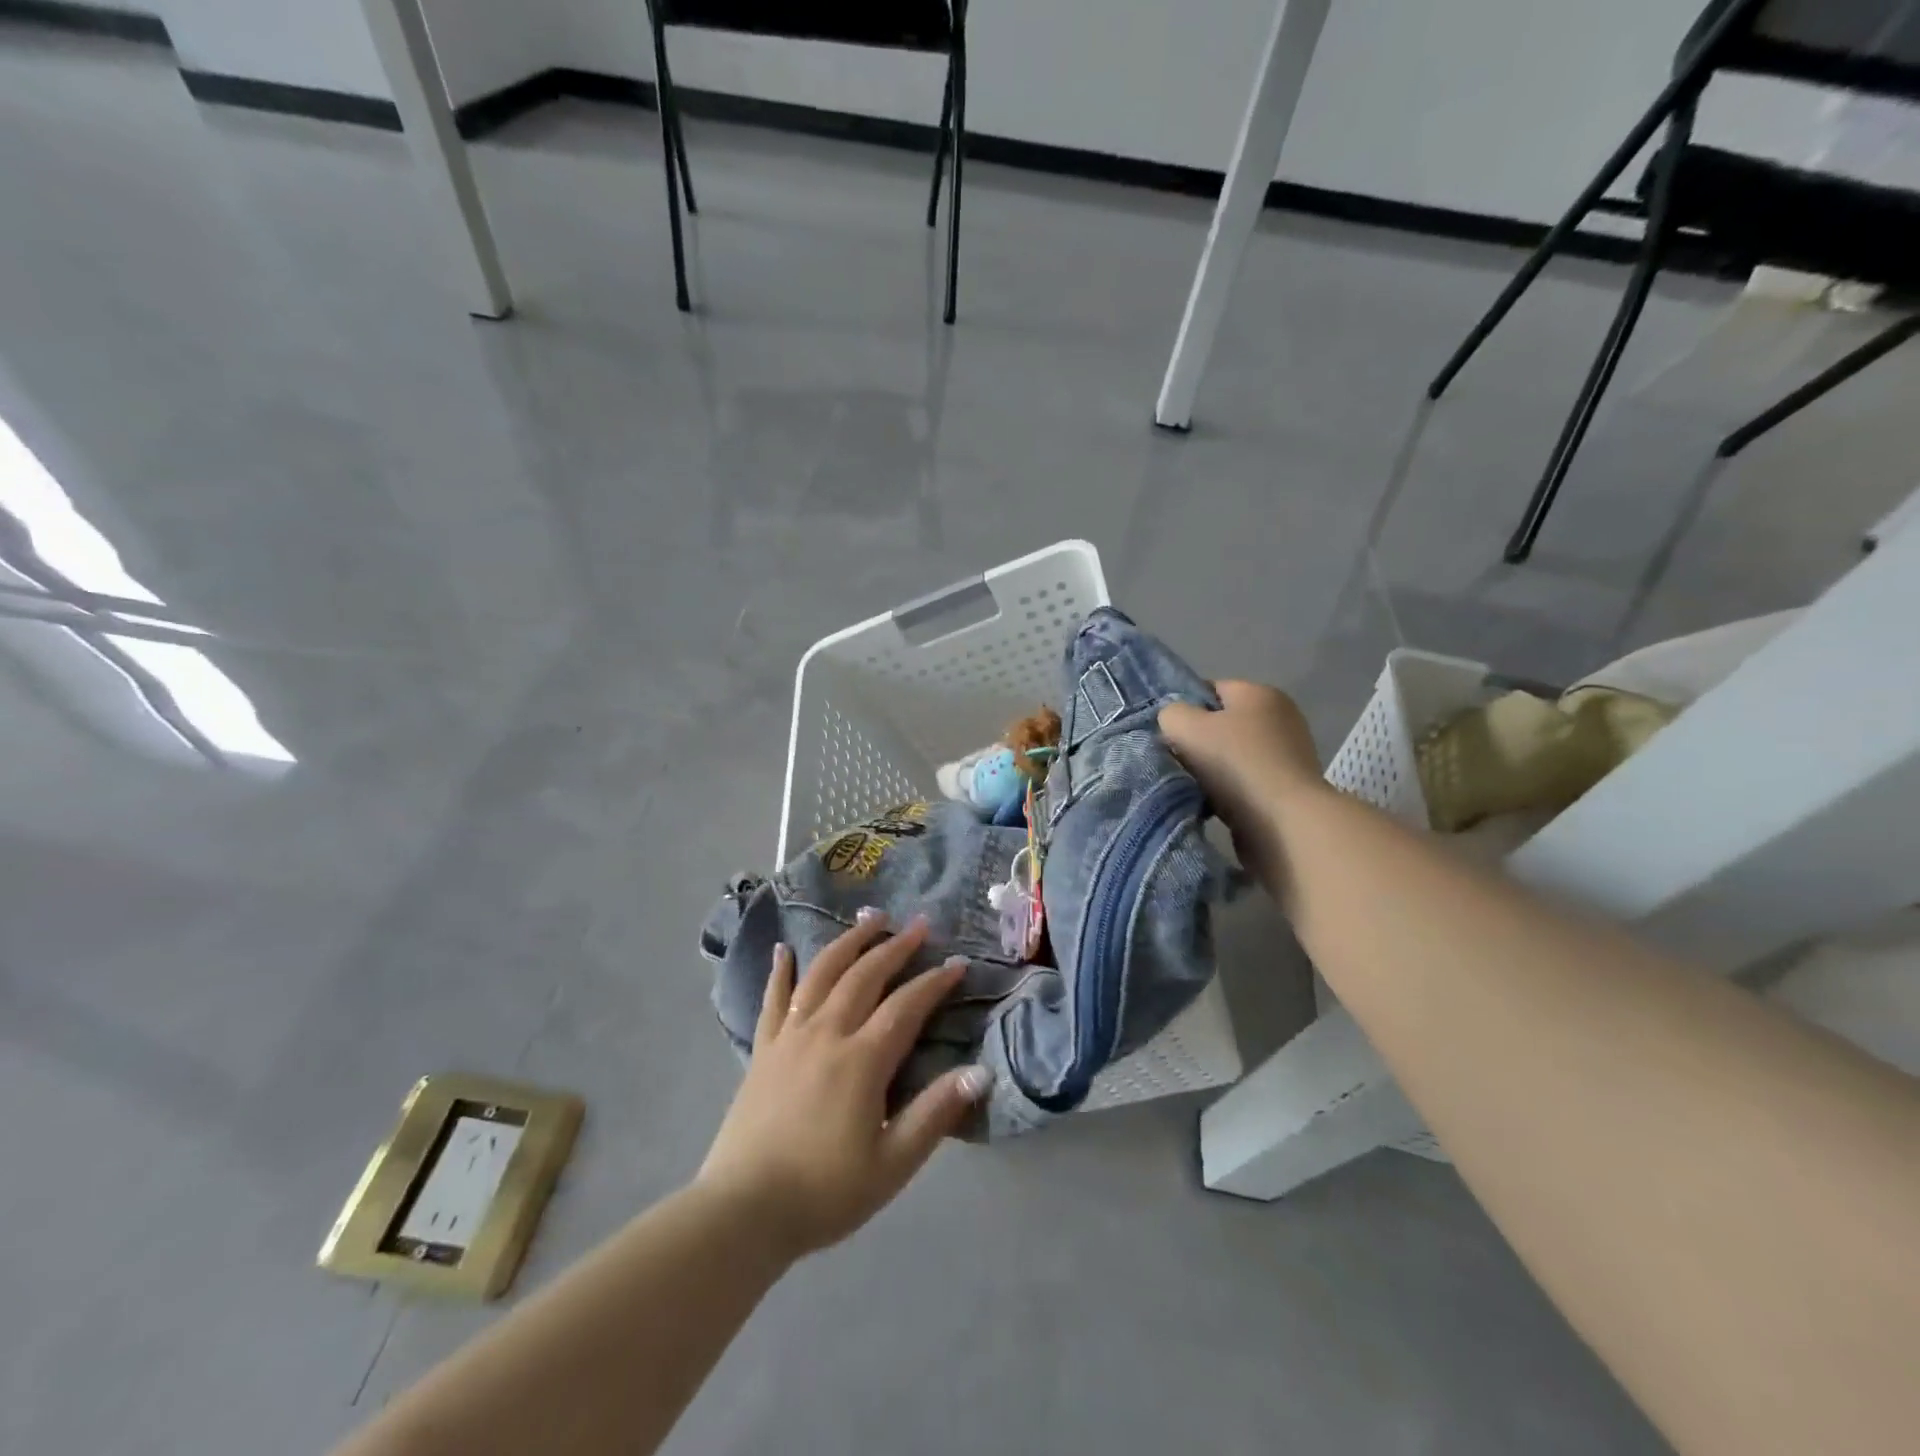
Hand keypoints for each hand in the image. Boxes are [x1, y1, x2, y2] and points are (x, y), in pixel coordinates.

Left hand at [696, 913, 990, 1261]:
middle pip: (865, 975)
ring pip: (823, 973)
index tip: (957, 963)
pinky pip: (774, 998)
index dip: (935, 982)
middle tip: (918, 924)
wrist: (743, 1211)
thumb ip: (935, 1113)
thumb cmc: (825, 1192)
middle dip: (895, 947)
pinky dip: (781, 969)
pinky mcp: (763, 1049)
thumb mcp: (892, 1164)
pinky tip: (784, 949)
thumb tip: (980, 1072)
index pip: (906, 1006)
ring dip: (849, 942)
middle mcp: (827, 1033)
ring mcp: (790, 1036)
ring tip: (869, 920)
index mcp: (862, 1060)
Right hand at [1160, 680, 1322, 886]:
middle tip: (1176, 761)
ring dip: (1211, 770)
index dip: (1184, 709)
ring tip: (1193, 787)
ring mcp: (1288, 753)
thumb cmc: (1235, 765)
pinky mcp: (1289, 787)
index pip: (1210, 689)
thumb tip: (1175, 721)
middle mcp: (1280, 716)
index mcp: (1259, 693)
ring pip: (1232, 755)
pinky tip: (1213, 804)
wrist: (1284, 824)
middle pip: (1221, 723)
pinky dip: (1229, 791)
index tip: (1168, 734)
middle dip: (1197, 742)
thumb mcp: (1186, 728)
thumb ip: (1171, 714)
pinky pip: (1246, 781)